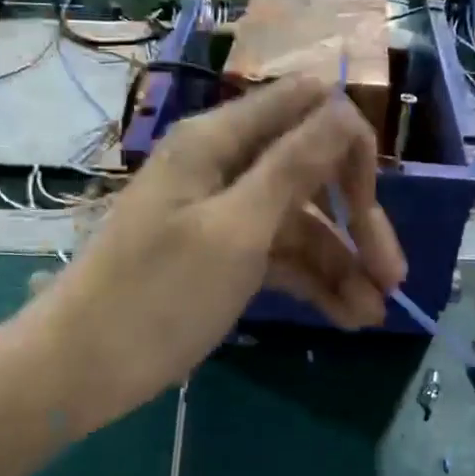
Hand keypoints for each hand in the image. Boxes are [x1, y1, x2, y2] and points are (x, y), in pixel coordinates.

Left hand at [29, 76, 406, 427]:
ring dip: (341, 263)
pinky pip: (280, 255)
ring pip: (301, 222)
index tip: (370, 200)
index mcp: (219, 140)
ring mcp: (224, 213)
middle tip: (393, 276)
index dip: (347, 143)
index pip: (305, 105)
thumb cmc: (156, 296)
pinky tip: (347, 317)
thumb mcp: (236, 231)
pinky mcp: (223, 255)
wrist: (81, 370)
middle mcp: (225, 166)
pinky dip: (313, 282)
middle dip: (356, 219)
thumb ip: (293, 166)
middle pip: (311, 171)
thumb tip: (342, 105)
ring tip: (373, 315)